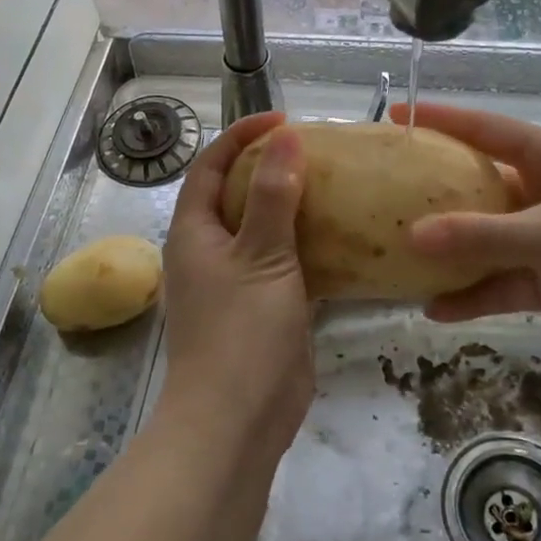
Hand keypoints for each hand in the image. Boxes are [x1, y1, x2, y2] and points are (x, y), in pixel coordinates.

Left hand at [156, 113, 314, 453]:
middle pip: (238, 193)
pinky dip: (310, 247)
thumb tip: (284, 137)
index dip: (243, 136)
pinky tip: (345, 239)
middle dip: (273, 167)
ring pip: (265, 230)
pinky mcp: (264, 308)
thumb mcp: (261, 256)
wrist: (237, 420)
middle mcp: (210, 250)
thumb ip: (274, 196)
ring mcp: (237, 282)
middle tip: (320, 151)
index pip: (213, 165)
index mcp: (194, 231)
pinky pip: (286, 264)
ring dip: (295, 207)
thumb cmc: (241, 331)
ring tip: (338, 186)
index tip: (287, 120)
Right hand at [395, 102, 540, 356]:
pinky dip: (475, 296)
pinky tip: (437, 310)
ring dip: (450, 255)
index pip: (484, 129)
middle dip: (434, 195)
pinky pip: (503, 283)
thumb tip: (414, 235)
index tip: (395, 116)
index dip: (439, 121)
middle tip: (383, 198)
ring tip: (400, 263)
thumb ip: (486, 236)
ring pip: (486, 241)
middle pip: (477, 187)